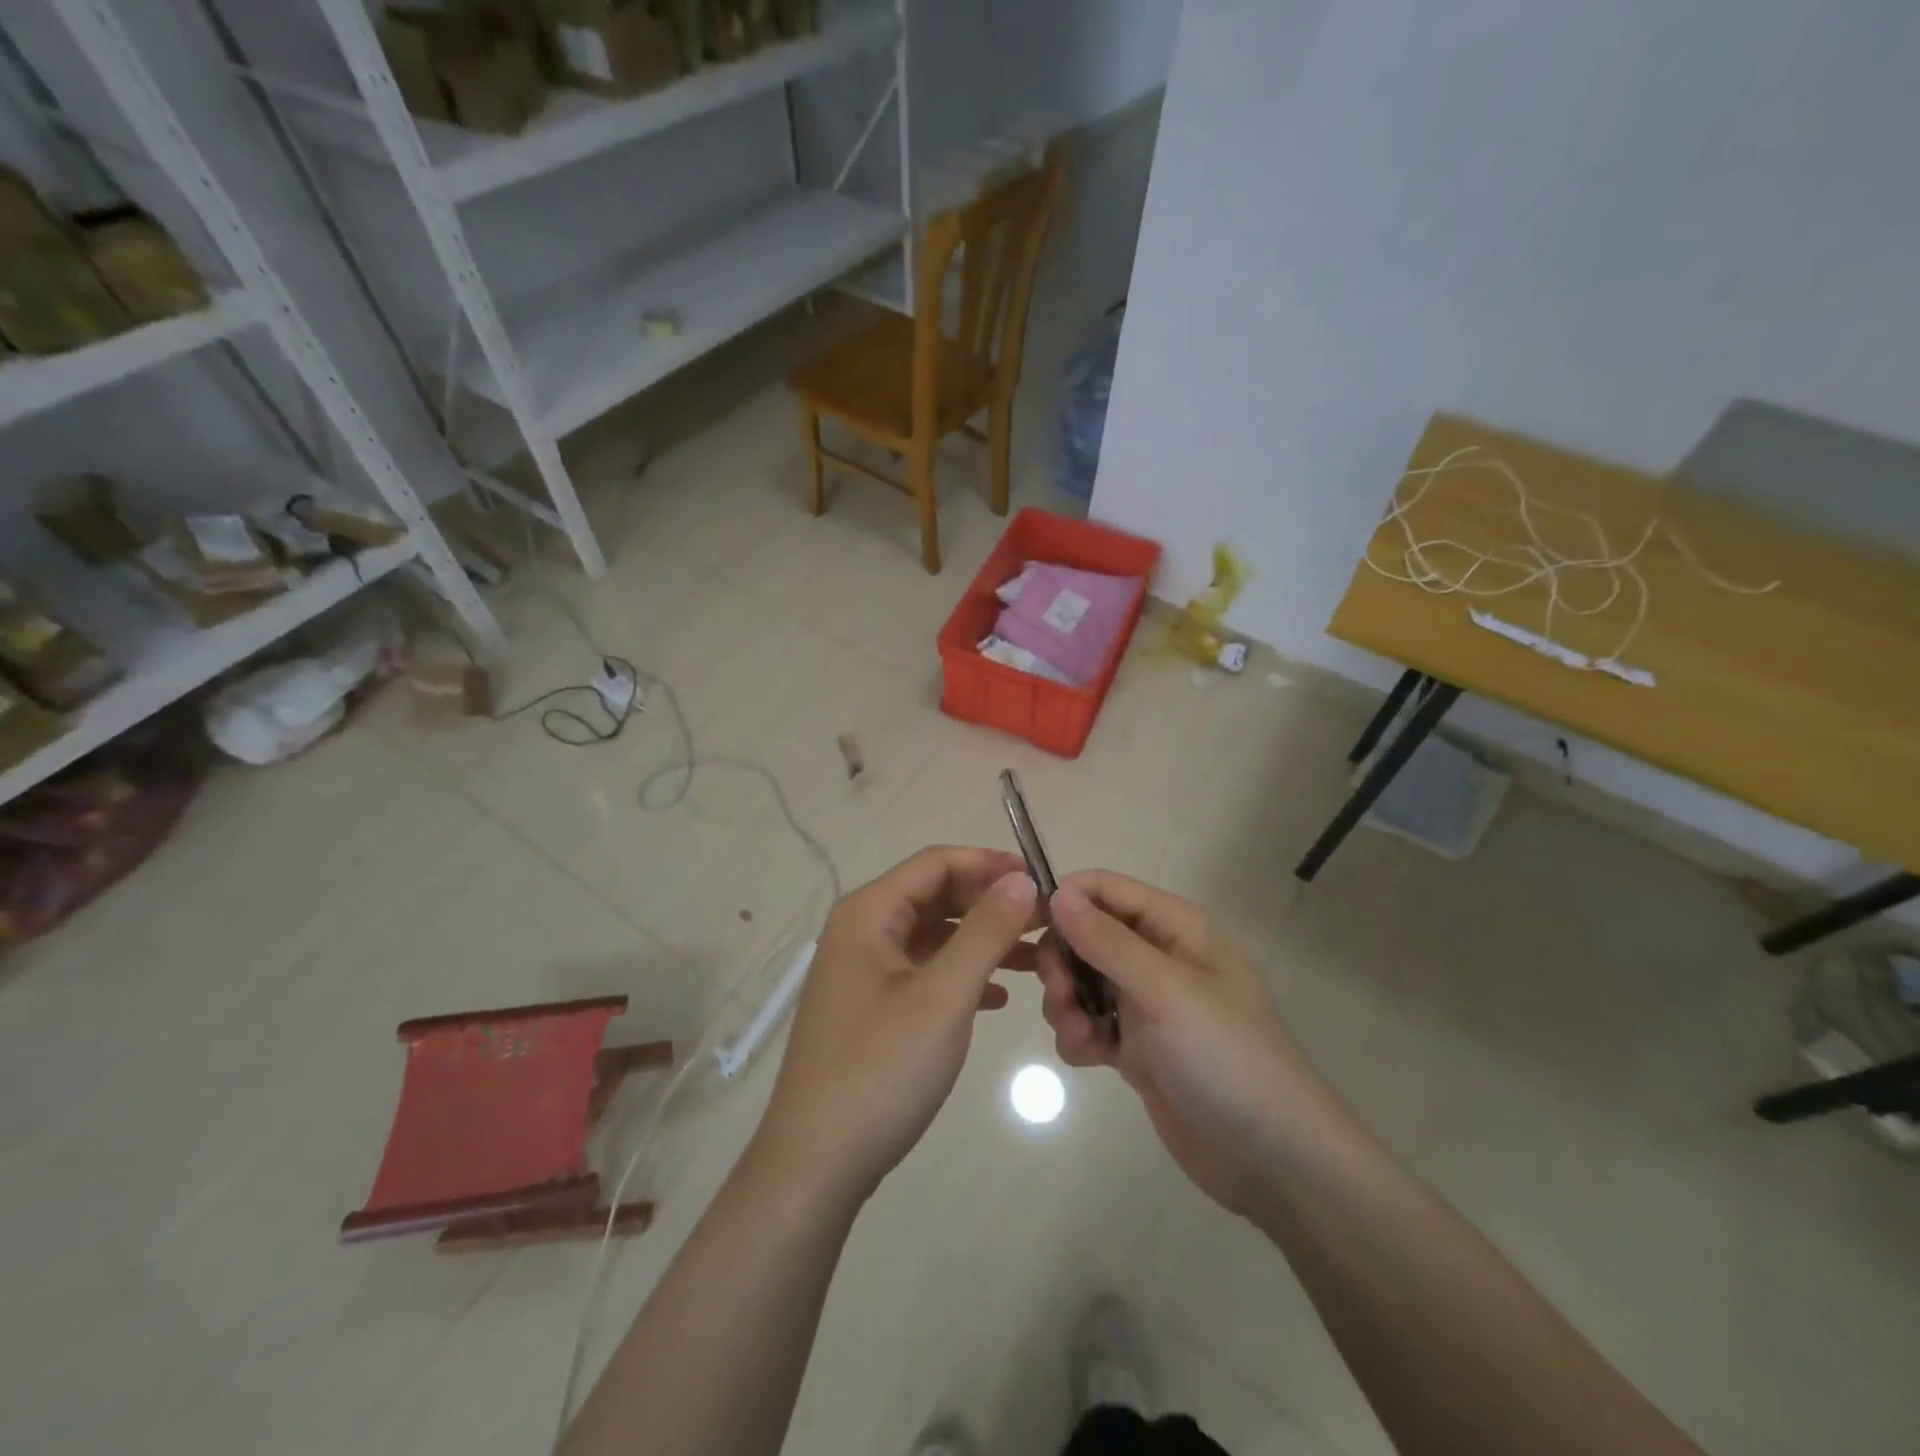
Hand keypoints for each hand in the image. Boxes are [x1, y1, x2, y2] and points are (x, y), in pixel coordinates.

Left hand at [752, 846, 1039, 1209]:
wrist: (817, 1164)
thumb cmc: (882, 1068)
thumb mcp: (944, 995)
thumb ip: (985, 931)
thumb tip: (1020, 880)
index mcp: (868, 913)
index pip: (936, 863)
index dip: (990, 864)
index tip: (1041, 881)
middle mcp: (860, 931)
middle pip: (934, 896)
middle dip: (989, 904)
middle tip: (1044, 921)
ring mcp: (862, 972)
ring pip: (932, 937)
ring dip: (980, 941)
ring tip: (1034, 957)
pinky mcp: (869, 1008)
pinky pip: (922, 972)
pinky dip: (960, 974)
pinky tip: (997, 997)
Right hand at [1038, 870, 1356, 1217]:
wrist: (1271, 1157)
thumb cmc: (1224, 1056)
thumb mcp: (1165, 990)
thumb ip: (1106, 940)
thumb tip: (1056, 893)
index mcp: (1174, 926)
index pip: (1104, 888)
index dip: (1063, 899)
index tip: (1024, 928)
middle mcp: (1158, 955)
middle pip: (1084, 934)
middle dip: (1062, 963)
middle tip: (1061, 996)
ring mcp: (1147, 1002)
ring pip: (1080, 980)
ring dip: (1066, 1004)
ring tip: (1081, 1036)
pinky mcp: (1137, 1045)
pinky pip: (1088, 1022)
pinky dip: (1079, 1036)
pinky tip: (1092, 1060)